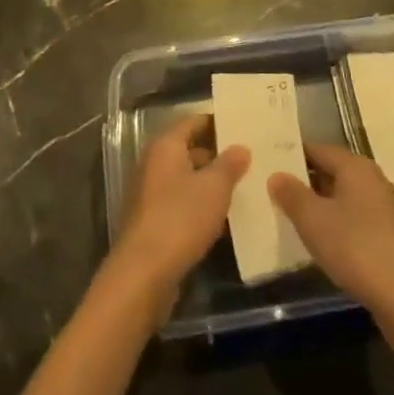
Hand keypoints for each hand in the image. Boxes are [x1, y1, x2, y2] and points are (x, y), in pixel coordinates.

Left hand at [108, 114, 249, 307]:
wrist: (144, 273)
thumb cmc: (180, 218)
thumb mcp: (214, 188)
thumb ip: (229, 164)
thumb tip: (241, 147)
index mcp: (166, 146)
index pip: (193, 121)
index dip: (217, 122)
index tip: (243, 127)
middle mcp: (154, 163)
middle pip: (189, 149)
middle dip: (218, 154)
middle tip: (249, 159)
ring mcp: (151, 193)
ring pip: (187, 178)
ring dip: (210, 183)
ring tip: (244, 187)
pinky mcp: (153, 221)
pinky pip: (181, 203)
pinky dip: (200, 206)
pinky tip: (224, 219)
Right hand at [269, 143, 393, 318]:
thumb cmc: (356, 248)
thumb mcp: (313, 220)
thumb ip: (292, 195)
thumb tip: (276, 175)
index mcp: (356, 166)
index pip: (318, 150)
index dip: (294, 156)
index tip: (271, 166)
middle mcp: (375, 180)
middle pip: (335, 173)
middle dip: (308, 183)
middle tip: (278, 194)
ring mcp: (389, 209)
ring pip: (348, 199)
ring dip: (325, 207)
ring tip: (298, 221)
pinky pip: (361, 222)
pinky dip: (342, 227)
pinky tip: (329, 246)